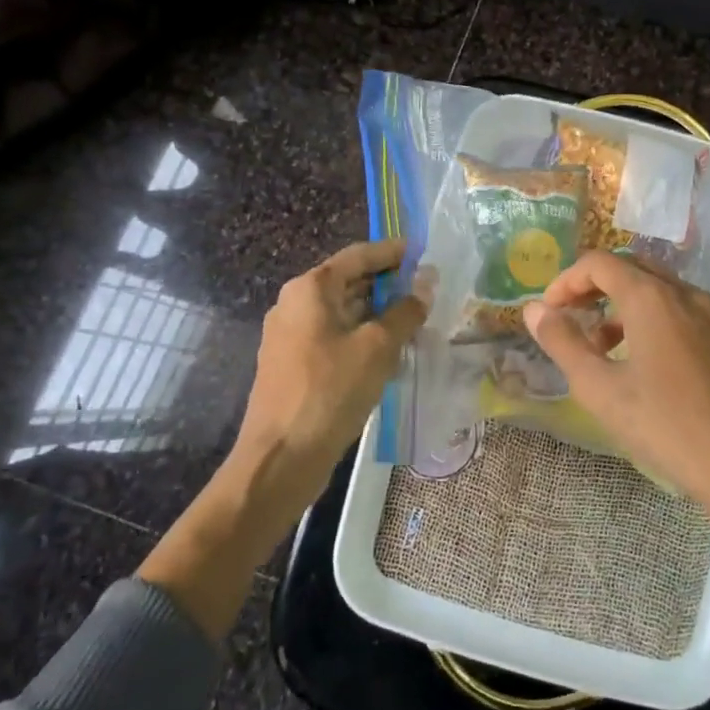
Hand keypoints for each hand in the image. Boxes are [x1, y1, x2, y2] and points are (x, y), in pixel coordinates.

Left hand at [139, 239, 423, 639]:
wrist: (281, 458)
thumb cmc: (330, 391)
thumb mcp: (377, 347)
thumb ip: (405, 311)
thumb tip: (427, 284)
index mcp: (310, 289)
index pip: (358, 256)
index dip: (392, 252)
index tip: (422, 251)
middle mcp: (295, 304)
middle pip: (348, 282)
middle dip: (388, 284)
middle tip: (427, 289)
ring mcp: (290, 336)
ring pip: (343, 312)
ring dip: (378, 313)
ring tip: (416, 319)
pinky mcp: (294, 364)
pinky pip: (334, 337)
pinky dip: (362, 337)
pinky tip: (390, 352)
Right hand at [521, 251, 709, 548]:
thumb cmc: (665, 426)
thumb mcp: (600, 389)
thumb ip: (563, 343)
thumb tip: (534, 310)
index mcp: (651, 297)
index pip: (599, 263)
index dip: (566, 281)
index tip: (548, 312)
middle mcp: (682, 293)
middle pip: (628, 267)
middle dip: (592, 286)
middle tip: (569, 317)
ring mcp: (707, 313)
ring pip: (654, 287)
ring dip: (619, 303)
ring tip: (598, 345)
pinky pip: (675, 308)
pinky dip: (646, 316)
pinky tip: (636, 359)